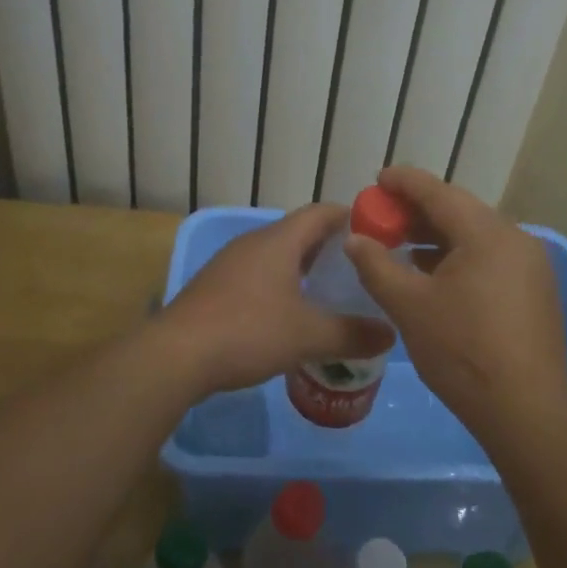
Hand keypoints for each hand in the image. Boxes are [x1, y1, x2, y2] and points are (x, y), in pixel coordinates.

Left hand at [158, 204, 393, 394]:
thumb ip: (352, 333)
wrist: (176, 355)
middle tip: (359, 270)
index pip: (321, 212)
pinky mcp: (216, 287)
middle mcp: (254, 242)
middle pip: (300, 233)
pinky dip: (281, 286)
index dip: (350, 218)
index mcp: (279, 240)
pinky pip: (259, 275)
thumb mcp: (308, 336)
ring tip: (329, 293)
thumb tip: (390, 333)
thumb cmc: (248, 331)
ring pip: (277, 256)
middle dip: (330, 248)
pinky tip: (289, 315)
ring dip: (304, 269)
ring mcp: (230, 264)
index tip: (377, 235)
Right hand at [344, 167, 566, 426]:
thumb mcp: (409, 306)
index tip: (378, 179)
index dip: (404, 182)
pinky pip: (490, 257)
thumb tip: (355, 240)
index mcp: (487, 234)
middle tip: (384, 215)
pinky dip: (459, 256)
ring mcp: (530, 265)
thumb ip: (377, 266)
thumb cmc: (462, 351)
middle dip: (418, 210)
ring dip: (438, 235)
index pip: (439, 193)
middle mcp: (515, 238)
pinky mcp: (535, 290)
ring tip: (403, 244)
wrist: (526, 410)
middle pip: (459, 211)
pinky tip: (435, 274)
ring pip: (475, 236)